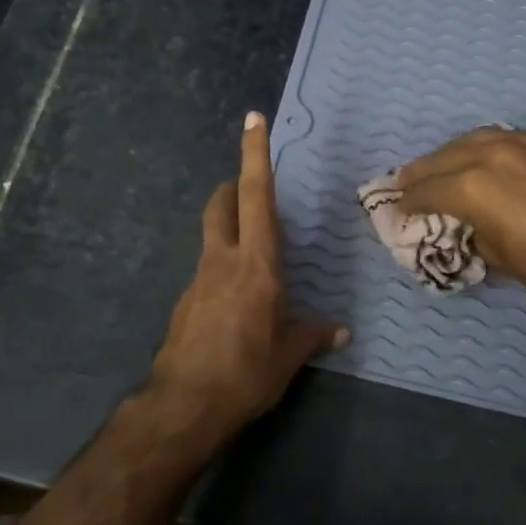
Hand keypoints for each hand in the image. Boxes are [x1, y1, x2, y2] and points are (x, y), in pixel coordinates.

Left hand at [147, 112, 347, 440]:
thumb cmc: (246, 373)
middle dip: (231, 185)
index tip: (253, 119)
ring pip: (213, 238)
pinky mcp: (185, 303)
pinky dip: (223, 272)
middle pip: (221, 205)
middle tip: (248, 187)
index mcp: (257, 264)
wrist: (184, 405)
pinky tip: (237, 305)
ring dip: (229, 231)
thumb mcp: (288, 355)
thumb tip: (341, 332)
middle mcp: (224, 261)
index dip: (255, 155)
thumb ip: (314, 335)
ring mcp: (199, 280)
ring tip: (254, 258)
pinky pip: (207, 273)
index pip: (256, 196)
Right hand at [399, 128, 525, 309]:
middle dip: (419, 172)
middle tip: (404, 181)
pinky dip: (482, 147)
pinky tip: (480, 156)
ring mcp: (521, 142)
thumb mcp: (498, 255)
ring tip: (438, 164)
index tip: (397, 206)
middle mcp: (489, 155)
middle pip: (442, 158)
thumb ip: (472, 231)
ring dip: (449, 153)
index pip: (426, 190)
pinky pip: (502, 138)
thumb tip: (464, 223)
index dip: (408, 201)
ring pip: (471, 139)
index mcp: (471, 187)